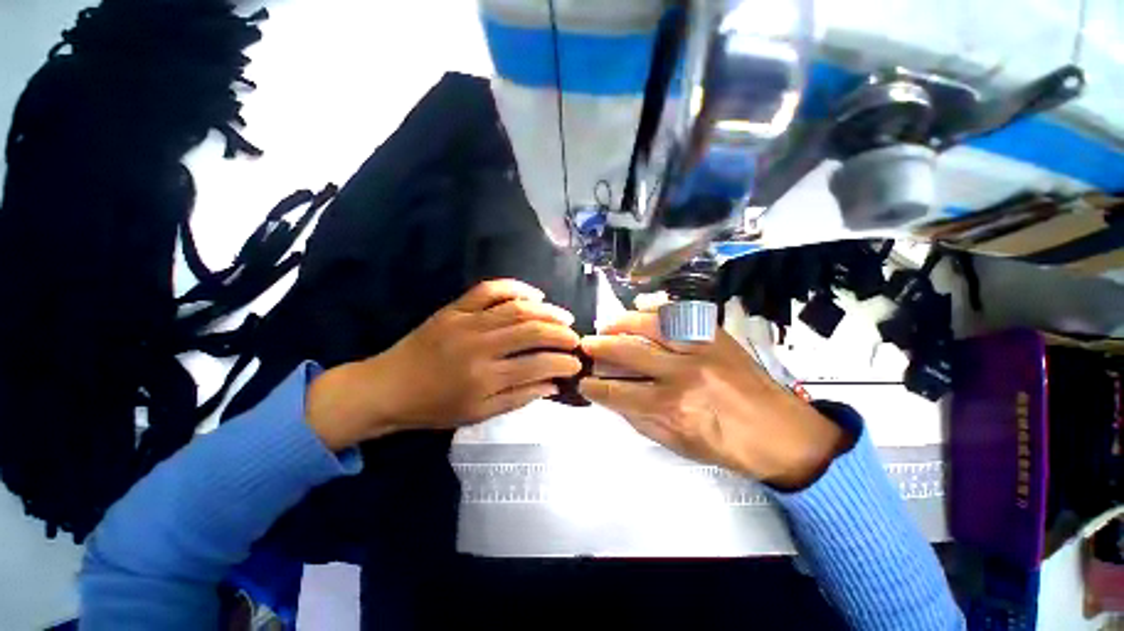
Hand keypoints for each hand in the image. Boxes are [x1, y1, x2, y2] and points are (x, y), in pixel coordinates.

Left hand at [307, 280, 581, 449]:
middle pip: (531, 331)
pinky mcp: (455, 308)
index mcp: (485, 378)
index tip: (577, 363)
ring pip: (516, 309)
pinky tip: (534, 295)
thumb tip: (553, 385)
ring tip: (564, 317)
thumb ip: (519, 397)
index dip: (562, 363)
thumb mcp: (479, 414)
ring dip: (546, 312)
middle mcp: (479, 346)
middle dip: (561, 333)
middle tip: (576, 337)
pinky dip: (515, 287)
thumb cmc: (435, 407)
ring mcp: (466, 322)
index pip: (537, 365)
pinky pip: (489, 289)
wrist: (389, 387)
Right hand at [578, 312, 847, 489]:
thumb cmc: (727, 446)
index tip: (583, 381)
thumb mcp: (678, 445)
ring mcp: (701, 349)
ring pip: (649, 325)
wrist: (783, 433)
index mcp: (672, 408)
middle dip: (599, 347)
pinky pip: (678, 314)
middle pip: (627, 352)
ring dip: (621, 323)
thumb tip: (613, 399)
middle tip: (586, 344)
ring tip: (608, 325)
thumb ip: (640, 419)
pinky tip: (640, 311)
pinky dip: (654, 310)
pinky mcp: (716, 336)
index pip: (617, 392)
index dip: (594, 387)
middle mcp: (682, 374)